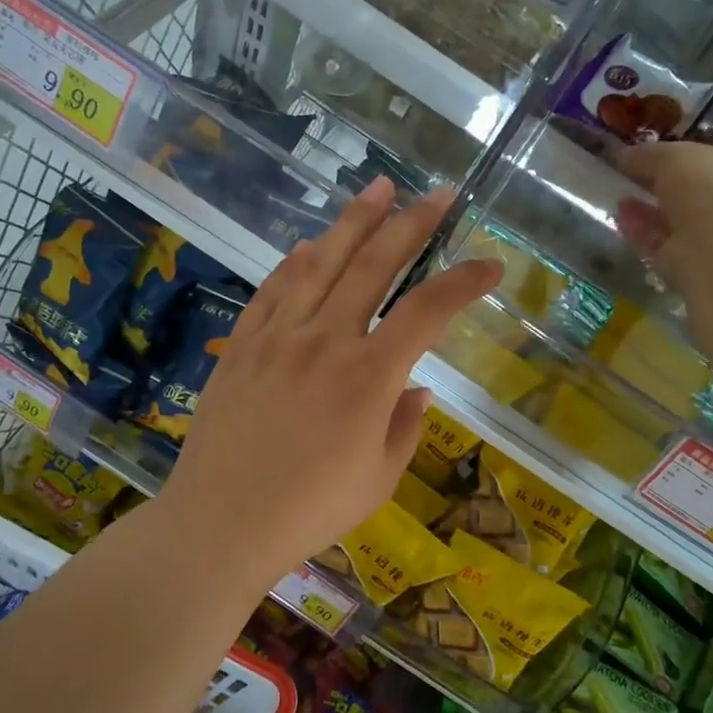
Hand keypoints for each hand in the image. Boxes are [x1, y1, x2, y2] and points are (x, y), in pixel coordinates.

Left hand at [153, 178, 500, 589]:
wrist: (221, 523)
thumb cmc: (310, 511)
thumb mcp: (379, 479)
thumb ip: (405, 427)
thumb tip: (418, 390)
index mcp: (370, 378)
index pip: (428, 312)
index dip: (464, 282)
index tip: (491, 265)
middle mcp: (326, 342)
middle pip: (374, 267)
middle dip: (411, 224)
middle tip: (438, 193)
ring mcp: (278, 338)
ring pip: (321, 264)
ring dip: (353, 222)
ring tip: (378, 188)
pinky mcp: (241, 346)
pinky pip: (271, 291)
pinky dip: (293, 263)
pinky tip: (309, 244)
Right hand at [614, 142, 712, 296]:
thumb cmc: (707, 187)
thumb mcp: (672, 157)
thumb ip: (646, 155)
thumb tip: (622, 154)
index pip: (705, 158)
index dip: (673, 155)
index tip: (643, 155)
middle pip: (686, 190)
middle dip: (655, 184)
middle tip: (626, 177)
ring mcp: (709, 233)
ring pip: (670, 218)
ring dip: (644, 208)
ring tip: (617, 198)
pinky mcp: (688, 260)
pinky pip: (659, 241)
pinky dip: (640, 230)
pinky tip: (620, 220)